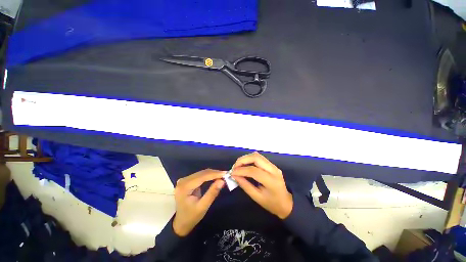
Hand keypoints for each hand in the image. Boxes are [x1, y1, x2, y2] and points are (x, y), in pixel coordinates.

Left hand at [172, 169, 224, 236]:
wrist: (180, 223)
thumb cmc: (191, 217)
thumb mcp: (203, 207)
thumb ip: (212, 193)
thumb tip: (222, 181)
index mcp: (184, 187)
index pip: (202, 176)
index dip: (215, 174)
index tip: (226, 173)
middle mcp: (183, 180)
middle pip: (202, 173)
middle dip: (215, 173)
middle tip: (226, 175)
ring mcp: (184, 180)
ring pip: (202, 173)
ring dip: (213, 174)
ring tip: (223, 176)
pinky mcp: (187, 180)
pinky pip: (200, 175)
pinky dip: (209, 176)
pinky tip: (215, 177)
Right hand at [232, 152, 292, 218]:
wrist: (286, 202)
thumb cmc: (272, 203)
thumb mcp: (257, 197)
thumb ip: (245, 185)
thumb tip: (234, 176)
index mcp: (271, 181)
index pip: (254, 171)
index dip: (241, 170)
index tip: (232, 173)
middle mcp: (273, 170)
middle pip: (256, 157)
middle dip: (242, 160)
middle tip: (234, 167)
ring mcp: (273, 165)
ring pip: (257, 155)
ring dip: (245, 158)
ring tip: (238, 166)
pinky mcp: (271, 164)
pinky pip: (259, 157)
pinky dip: (249, 159)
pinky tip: (245, 165)